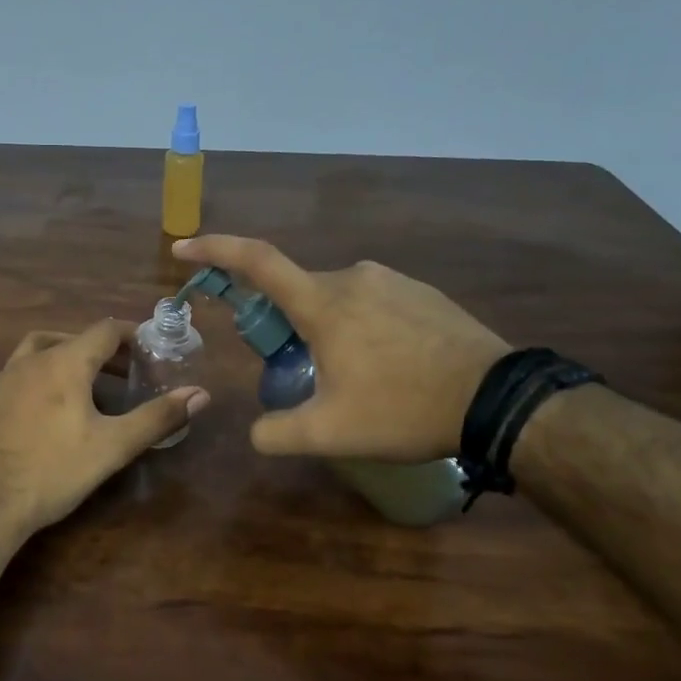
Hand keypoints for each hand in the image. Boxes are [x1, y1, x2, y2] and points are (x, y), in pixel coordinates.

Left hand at [0, 319, 209, 538]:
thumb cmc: (52, 471)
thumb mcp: (113, 447)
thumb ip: (157, 417)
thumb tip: (201, 394)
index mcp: (63, 363)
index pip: (103, 330)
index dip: (130, 334)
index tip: (148, 348)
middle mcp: (27, 363)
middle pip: (67, 339)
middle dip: (97, 350)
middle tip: (120, 371)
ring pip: (32, 355)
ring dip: (59, 360)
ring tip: (78, 386)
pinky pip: (10, 383)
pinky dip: (31, 385)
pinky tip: (36, 414)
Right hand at [173, 235, 509, 461]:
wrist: (497, 399)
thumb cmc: (405, 409)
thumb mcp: (331, 433)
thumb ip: (277, 433)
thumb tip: (256, 432)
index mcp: (324, 302)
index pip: (257, 262)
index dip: (216, 249)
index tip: (183, 247)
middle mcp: (353, 277)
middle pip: (298, 292)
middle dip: (286, 326)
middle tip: (302, 372)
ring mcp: (392, 280)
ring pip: (337, 300)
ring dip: (328, 330)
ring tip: (355, 379)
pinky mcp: (421, 292)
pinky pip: (373, 302)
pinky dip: (362, 327)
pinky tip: (387, 366)